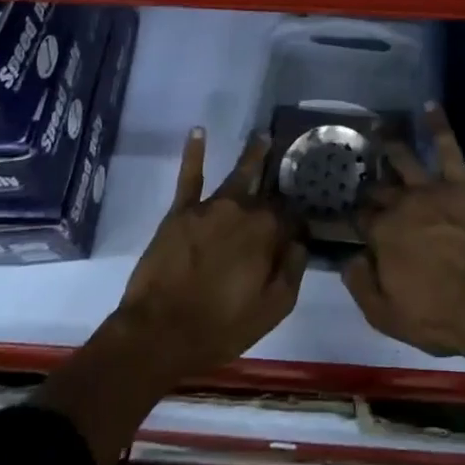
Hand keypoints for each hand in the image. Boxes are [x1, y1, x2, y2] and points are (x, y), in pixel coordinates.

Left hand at [114, 127, 307, 384]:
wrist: (158, 333)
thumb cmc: (219, 328)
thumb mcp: (271, 310)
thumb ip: (292, 272)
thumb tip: (301, 241)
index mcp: (267, 234)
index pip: (292, 216)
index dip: (299, 218)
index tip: (305, 217)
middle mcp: (243, 211)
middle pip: (268, 192)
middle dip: (281, 179)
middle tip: (293, 161)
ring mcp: (211, 207)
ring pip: (238, 174)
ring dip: (253, 155)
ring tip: (263, 136)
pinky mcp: (181, 211)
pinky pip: (190, 176)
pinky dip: (194, 152)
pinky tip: (198, 130)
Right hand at [343, 103, 464, 360]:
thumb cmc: (438, 317)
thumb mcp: (387, 316)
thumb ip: (360, 285)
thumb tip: (349, 258)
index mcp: (382, 234)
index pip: (361, 217)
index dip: (356, 216)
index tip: (352, 214)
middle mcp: (402, 205)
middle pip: (379, 189)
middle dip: (369, 185)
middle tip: (362, 176)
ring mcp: (431, 190)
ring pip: (404, 160)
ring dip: (389, 144)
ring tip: (378, 128)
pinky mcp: (461, 184)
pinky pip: (447, 149)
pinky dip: (438, 126)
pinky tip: (430, 107)